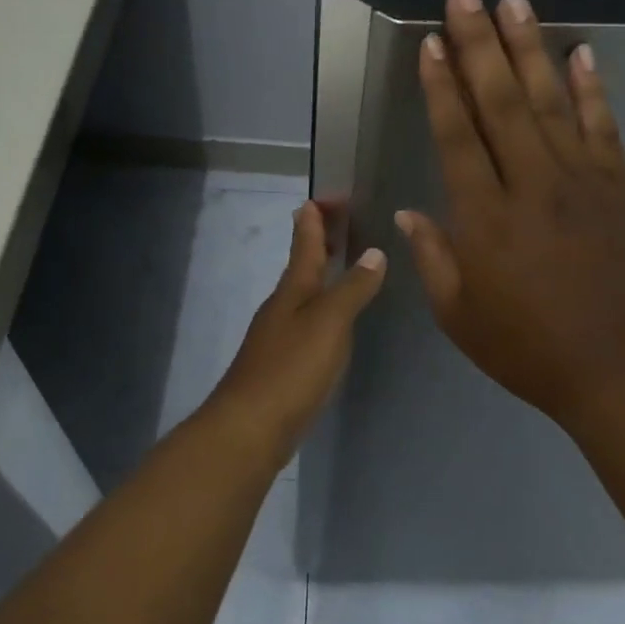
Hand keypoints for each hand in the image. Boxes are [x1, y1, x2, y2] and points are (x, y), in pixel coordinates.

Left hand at [210, 200, 386, 440]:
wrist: (249, 427)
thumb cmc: (291, 368)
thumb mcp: (329, 323)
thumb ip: (353, 288)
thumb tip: (374, 252)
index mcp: (293, 289)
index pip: (305, 242)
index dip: (315, 218)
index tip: (323, 196)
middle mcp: (282, 305)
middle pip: (302, 263)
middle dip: (318, 239)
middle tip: (337, 219)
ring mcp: (278, 334)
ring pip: (302, 291)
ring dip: (320, 272)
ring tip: (341, 262)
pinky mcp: (282, 362)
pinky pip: (304, 319)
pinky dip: (320, 305)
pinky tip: (331, 319)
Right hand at [396, 0, 624, 425]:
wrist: (617, 369)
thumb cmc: (525, 347)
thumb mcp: (458, 314)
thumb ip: (432, 258)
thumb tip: (409, 213)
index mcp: (485, 218)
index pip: (457, 136)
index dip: (441, 86)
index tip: (430, 42)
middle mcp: (531, 185)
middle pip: (500, 102)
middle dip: (478, 44)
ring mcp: (580, 181)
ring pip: (549, 102)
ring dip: (529, 49)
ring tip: (514, 2)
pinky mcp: (617, 188)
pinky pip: (602, 127)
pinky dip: (592, 88)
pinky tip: (581, 53)